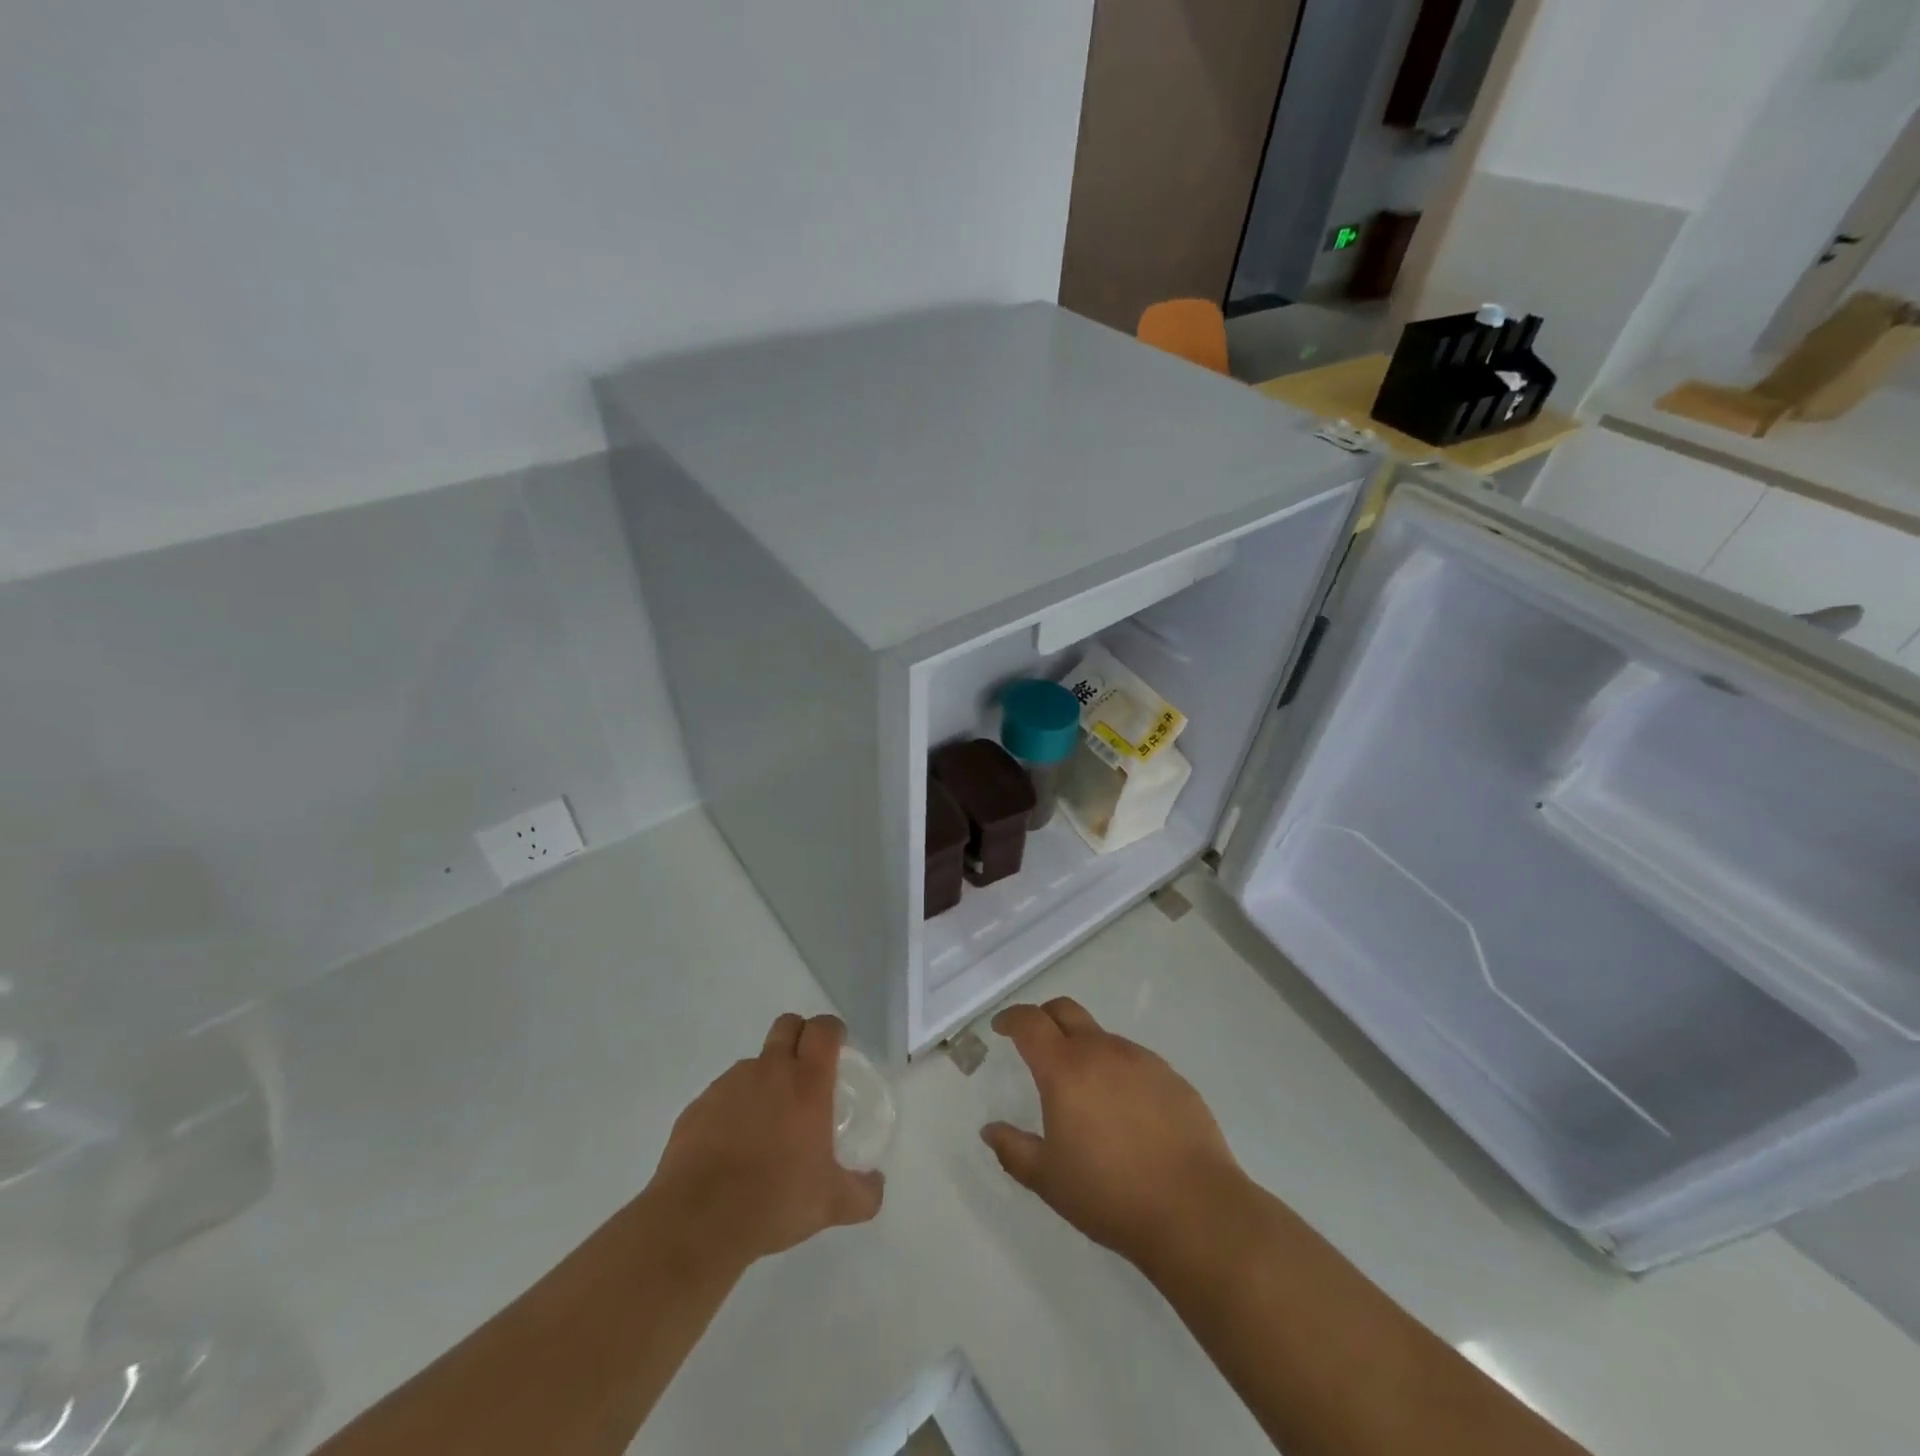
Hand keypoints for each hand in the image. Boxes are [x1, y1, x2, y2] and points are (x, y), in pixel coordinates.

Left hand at [646, 1013, 883, 1267]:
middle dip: (799, 1036)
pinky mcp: (698, 1106)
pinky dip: (732, 1109)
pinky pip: (722, 1094)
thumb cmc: (776, 1199)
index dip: (832, 1031)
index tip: (837, 1048)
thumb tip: (877, 1184)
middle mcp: (769, 1070)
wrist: (698, 1220)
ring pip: (753, 1063)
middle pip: (787, 1025)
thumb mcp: (832, 1203)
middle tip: (805, 1072)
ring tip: (765, 1124)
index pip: (823, 1029)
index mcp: (807, 1082)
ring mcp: (729, 1084)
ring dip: (764, 1079)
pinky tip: (731, 1148)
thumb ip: (863, 1193)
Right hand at [980, 999, 1244, 1268]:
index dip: (1011, 1018)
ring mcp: (1141, 1059)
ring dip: (1083, 1047)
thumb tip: (990, 1130)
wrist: (1194, 1209)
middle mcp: (1102, 1051)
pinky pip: (1133, 1060)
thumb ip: (1013, 1150)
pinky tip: (1124, 1110)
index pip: (1030, 1023)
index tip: (1001, 1027)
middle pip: (1066, 1010)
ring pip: (1101, 1036)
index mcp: (1065, 1069)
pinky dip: (1117, 1070)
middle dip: (1044, 1017)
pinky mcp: (1171, 1076)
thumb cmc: (1110, 1194)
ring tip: (1083, 1089)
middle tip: (1034, 1040)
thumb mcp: (1048, 1179)